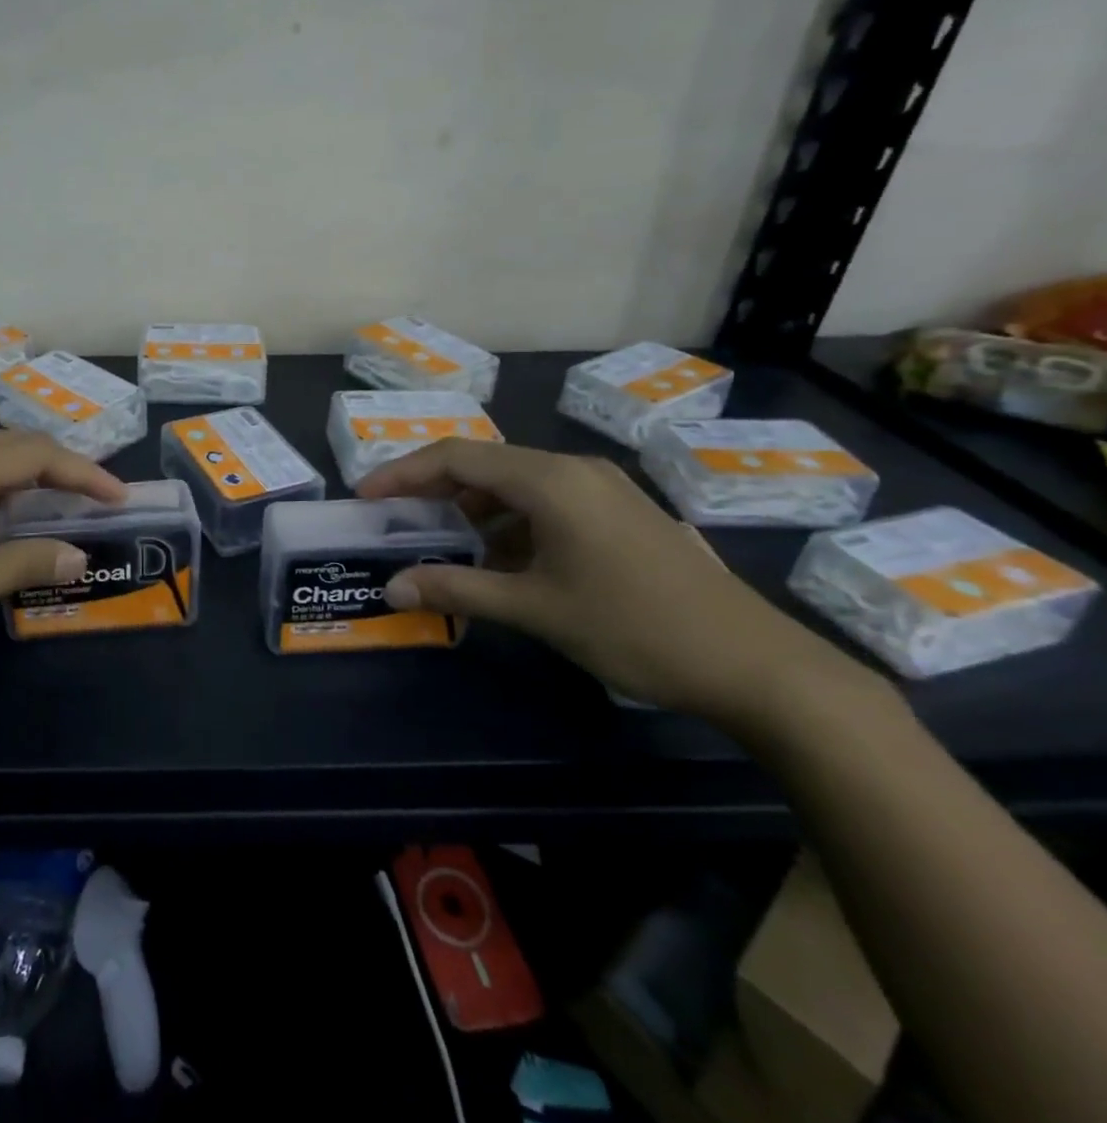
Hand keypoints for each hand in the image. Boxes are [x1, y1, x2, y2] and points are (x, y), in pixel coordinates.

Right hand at [356, 440, 853, 721]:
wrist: (757, 664)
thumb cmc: (635, 628)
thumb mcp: (536, 609)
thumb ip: (457, 590)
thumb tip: (392, 587)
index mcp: (551, 480)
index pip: (457, 457)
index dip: (404, 473)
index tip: (366, 497)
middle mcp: (575, 470)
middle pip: (485, 464)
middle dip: (434, 490)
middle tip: (396, 520)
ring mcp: (603, 489)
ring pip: (516, 483)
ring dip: (473, 509)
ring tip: (442, 545)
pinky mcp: (621, 512)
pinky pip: (547, 501)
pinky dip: (510, 522)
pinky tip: (501, 560)